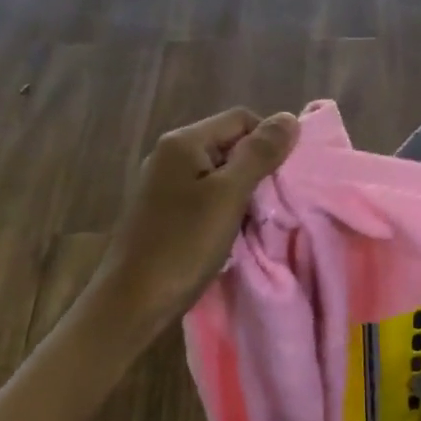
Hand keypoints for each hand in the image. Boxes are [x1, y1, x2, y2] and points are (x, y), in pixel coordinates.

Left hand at [92, 107, 299, 338]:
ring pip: (220, 173)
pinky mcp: (163, 210)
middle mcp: (170, 154)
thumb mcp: (228, 196)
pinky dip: (224, 209)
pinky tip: (231, 234)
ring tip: (253, 222)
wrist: (131, 302)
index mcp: (183, 142)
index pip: (241, 119)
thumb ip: (259, 155)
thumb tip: (289, 118)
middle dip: (256, 170)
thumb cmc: (182, 245)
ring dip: (242, 193)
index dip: (268, 142)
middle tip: (272, 204)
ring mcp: (164, 183)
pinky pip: (205, 196)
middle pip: (230, 144)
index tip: (282, 179)